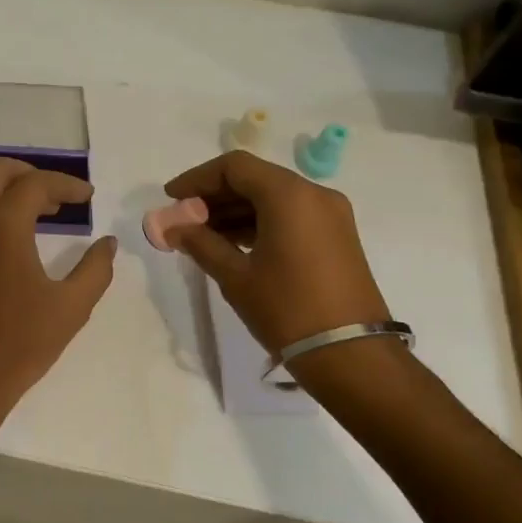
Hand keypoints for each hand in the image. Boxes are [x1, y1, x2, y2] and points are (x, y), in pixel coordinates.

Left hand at [0, 157, 117, 419]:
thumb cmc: (21, 343)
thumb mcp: (72, 307)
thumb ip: (96, 269)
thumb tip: (107, 243)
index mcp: (3, 226)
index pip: (36, 184)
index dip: (66, 185)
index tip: (88, 198)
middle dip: (29, 173)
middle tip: (57, 197)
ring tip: (25, 207)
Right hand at [164, 151, 392, 363]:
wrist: (351, 355)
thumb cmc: (287, 309)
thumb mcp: (235, 276)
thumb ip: (200, 243)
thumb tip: (171, 227)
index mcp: (289, 195)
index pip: (234, 167)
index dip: (197, 178)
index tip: (171, 198)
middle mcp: (314, 194)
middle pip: (254, 178)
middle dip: (214, 196)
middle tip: (183, 220)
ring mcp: (330, 215)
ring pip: (272, 197)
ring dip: (235, 211)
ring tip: (202, 237)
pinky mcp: (336, 236)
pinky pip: (290, 215)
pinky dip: (259, 222)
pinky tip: (233, 245)